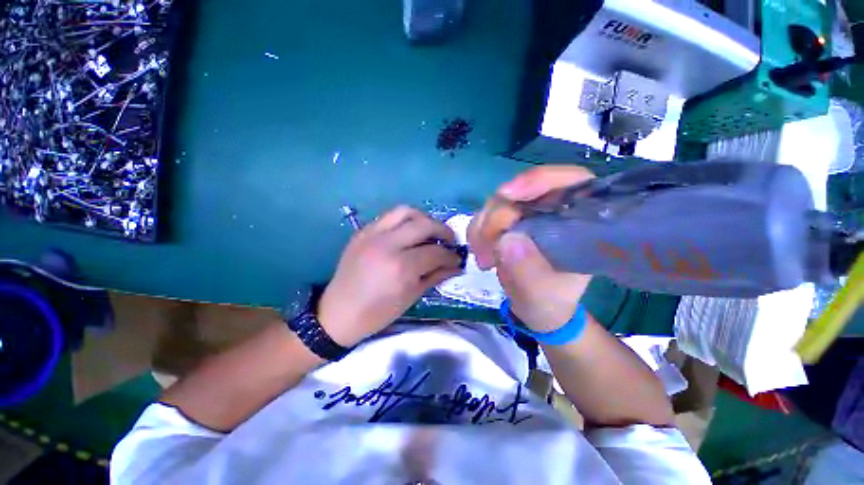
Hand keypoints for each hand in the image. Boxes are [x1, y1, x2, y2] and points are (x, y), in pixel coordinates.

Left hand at [318, 206, 462, 346]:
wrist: (338, 313)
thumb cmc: (377, 313)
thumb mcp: (411, 297)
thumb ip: (435, 276)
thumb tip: (455, 265)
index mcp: (401, 268)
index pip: (435, 252)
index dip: (451, 256)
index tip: (457, 259)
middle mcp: (387, 245)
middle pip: (424, 225)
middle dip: (443, 230)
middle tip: (449, 241)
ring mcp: (372, 235)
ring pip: (405, 211)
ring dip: (424, 219)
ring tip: (430, 231)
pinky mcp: (362, 231)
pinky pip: (389, 216)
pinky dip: (405, 221)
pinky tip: (409, 233)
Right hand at [468, 166, 594, 332]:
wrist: (535, 306)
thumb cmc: (549, 300)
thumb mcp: (542, 294)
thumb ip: (528, 271)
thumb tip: (507, 239)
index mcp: (578, 221)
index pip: (568, 181)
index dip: (538, 181)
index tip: (506, 194)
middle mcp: (551, 210)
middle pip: (520, 192)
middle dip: (497, 219)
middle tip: (487, 252)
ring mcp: (526, 214)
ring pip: (496, 203)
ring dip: (483, 229)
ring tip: (484, 260)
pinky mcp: (506, 221)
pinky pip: (484, 216)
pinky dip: (476, 232)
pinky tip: (479, 252)